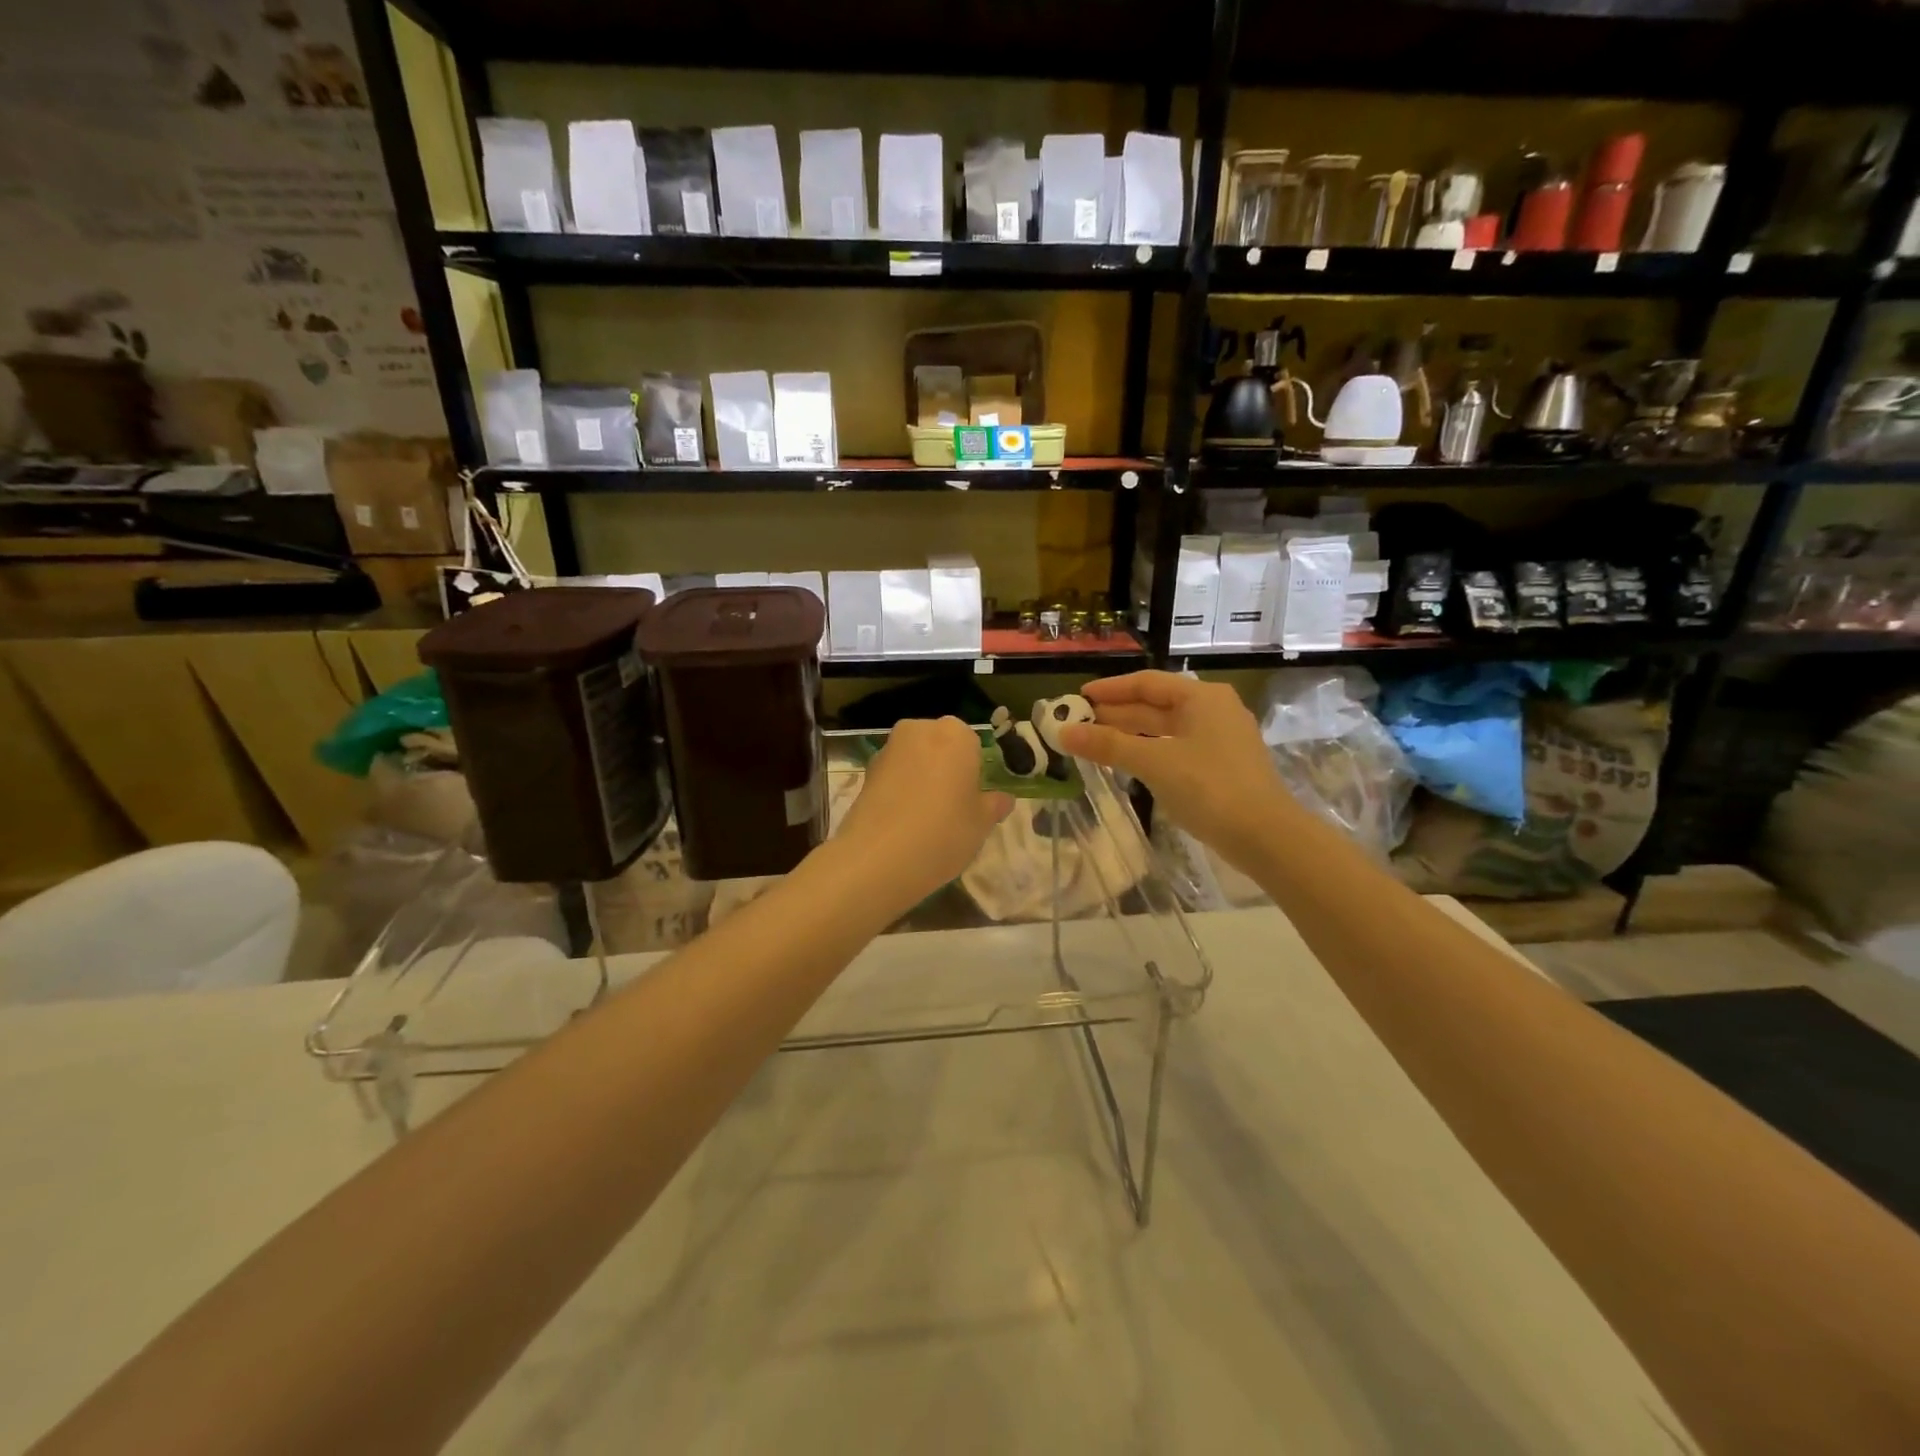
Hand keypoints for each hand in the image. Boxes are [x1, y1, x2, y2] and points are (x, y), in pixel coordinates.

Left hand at [830, 716, 1012, 911]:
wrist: (878, 859)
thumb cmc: (943, 832)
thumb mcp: (981, 823)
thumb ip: (994, 805)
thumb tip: (1002, 799)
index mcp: (955, 734)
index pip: (973, 743)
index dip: (974, 771)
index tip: (973, 798)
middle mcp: (920, 731)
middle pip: (940, 746)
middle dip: (946, 768)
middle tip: (952, 806)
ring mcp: (888, 749)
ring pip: (915, 760)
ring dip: (921, 779)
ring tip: (925, 818)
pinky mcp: (865, 772)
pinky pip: (894, 776)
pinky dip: (900, 790)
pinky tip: (903, 822)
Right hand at [1060, 672, 1297, 870]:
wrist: (1266, 836)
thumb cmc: (1209, 788)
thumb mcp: (1154, 762)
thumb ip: (1108, 745)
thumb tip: (1064, 733)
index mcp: (1201, 697)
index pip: (1147, 682)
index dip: (1110, 689)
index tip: (1079, 698)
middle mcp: (1213, 710)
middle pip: (1156, 704)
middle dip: (1116, 713)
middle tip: (1078, 722)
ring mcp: (1220, 739)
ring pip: (1165, 728)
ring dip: (1130, 734)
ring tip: (1093, 742)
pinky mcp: (1221, 766)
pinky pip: (1175, 748)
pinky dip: (1148, 751)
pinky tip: (1127, 763)